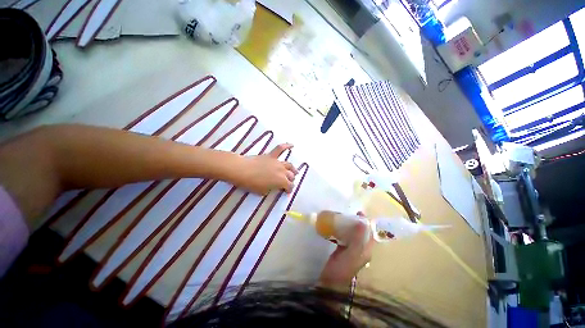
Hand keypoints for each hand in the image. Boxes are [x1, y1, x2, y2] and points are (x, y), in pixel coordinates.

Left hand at [231, 143, 297, 194]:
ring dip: (293, 169)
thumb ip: (272, 189)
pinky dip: (286, 146)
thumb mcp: (263, 191)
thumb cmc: (251, 183)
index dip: (289, 190)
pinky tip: (292, 145)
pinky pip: (280, 149)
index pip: (290, 186)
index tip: (287, 191)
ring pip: (289, 165)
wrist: (241, 170)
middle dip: (291, 180)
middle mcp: (282, 171)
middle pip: (291, 176)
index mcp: (281, 181)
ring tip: (295, 172)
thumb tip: (274, 187)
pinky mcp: (271, 156)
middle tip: (288, 183)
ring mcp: (277, 162)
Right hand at [319, 217, 373, 286]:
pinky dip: (342, 230)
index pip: (369, 233)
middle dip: (356, 222)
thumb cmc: (342, 269)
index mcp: (366, 250)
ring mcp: (351, 249)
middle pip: (361, 232)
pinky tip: (336, 226)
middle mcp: (360, 249)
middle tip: (348, 213)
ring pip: (352, 233)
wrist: (330, 283)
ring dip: (349, 225)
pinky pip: (344, 236)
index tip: (359, 212)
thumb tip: (363, 222)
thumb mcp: (351, 254)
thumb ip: (357, 239)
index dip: (366, 222)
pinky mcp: (342, 249)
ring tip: (341, 217)